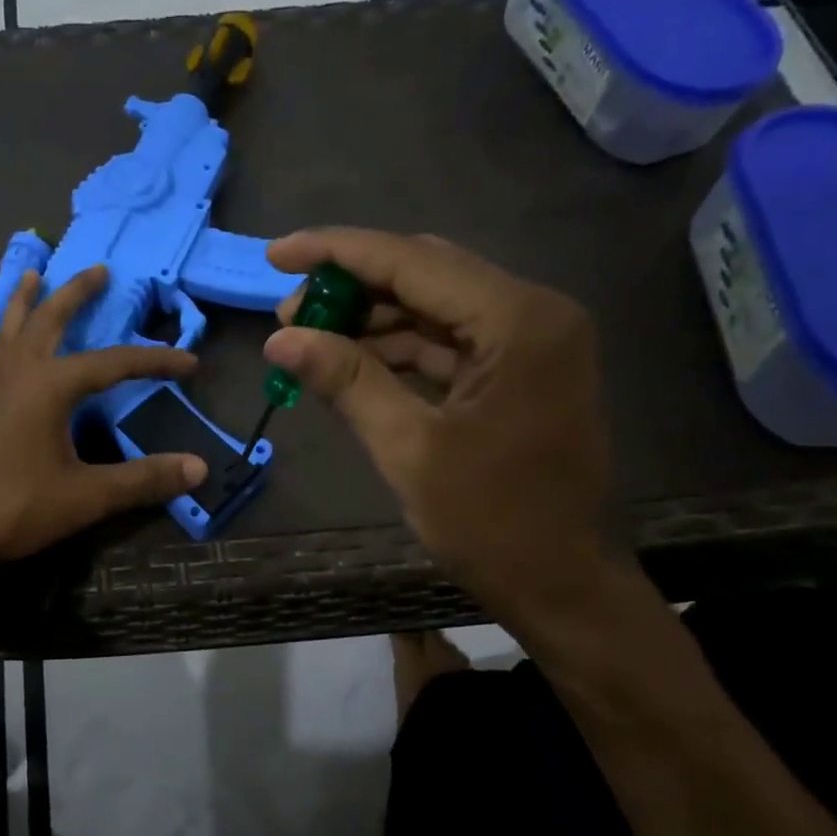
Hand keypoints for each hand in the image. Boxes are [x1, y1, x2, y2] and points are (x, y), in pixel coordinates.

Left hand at [0, 264, 207, 570]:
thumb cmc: (15, 509)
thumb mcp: (87, 496)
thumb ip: (143, 480)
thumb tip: (198, 468)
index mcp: (51, 387)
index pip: (114, 364)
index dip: (154, 362)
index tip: (189, 362)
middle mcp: (16, 373)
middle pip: (51, 320)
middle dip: (77, 294)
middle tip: (97, 269)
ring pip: (6, 330)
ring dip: (23, 301)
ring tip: (33, 274)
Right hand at [264, 227, 612, 626]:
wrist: (561, 583)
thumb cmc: (491, 521)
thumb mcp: (408, 449)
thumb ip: (346, 380)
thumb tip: (279, 338)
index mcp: (518, 321)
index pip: (413, 261)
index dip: (337, 252)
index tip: (276, 254)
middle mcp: (532, 313)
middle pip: (425, 273)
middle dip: (351, 286)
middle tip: (287, 312)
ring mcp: (530, 341)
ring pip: (434, 306)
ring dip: (371, 318)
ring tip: (307, 338)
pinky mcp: (520, 369)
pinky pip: (448, 341)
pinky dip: (398, 348)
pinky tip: (349, 360)